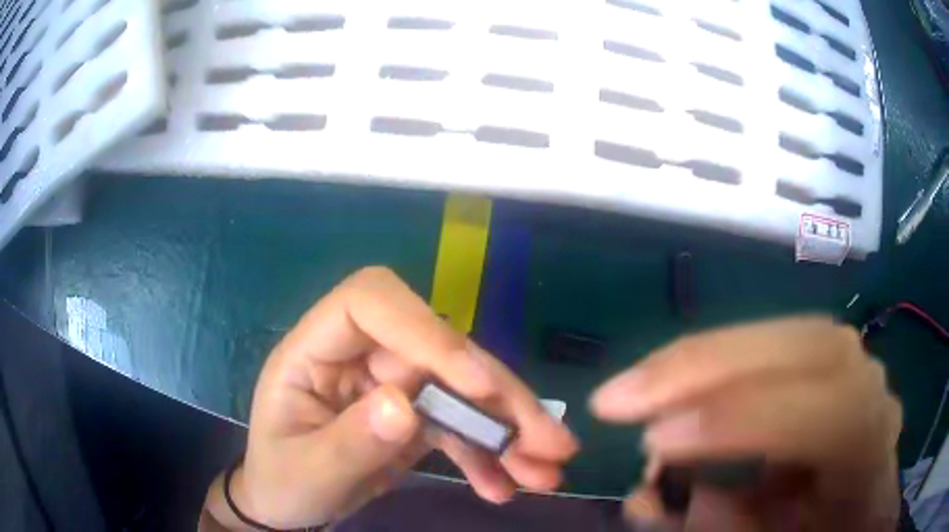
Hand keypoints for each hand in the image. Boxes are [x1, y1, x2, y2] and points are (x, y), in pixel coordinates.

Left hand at [202, 267, 576, 529]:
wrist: (287, 506)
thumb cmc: (282, 482)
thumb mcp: (308, 473)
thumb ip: (350, 442)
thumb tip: (405, 407)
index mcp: (314, 352)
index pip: (370, 303)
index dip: (426, 331)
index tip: (476, 385)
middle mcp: (359, 357)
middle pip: (438, 352)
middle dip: (499, 396)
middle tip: (549, 442)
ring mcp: (390, 386)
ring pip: (462, 390)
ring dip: (508, 429)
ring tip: (546, 471)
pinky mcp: (413, 417)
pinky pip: (460, 426)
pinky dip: (489, 455)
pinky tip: (507, 485)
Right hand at [590, 317, 901, 530]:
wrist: (860, 508)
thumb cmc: (824, 531)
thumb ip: (727, 525)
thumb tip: (655, 494)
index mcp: (869, 444)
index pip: (819, 412)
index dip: (740, 423)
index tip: (652, 444)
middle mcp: (867, 386)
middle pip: (799, 346)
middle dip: (706, 367)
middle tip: (615, 398)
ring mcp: (848, 362)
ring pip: (779, 333)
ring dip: (701, 358)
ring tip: (633, 388)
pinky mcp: (823, 356)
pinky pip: (768, 345)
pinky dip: (714, 360)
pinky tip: (672, 381)